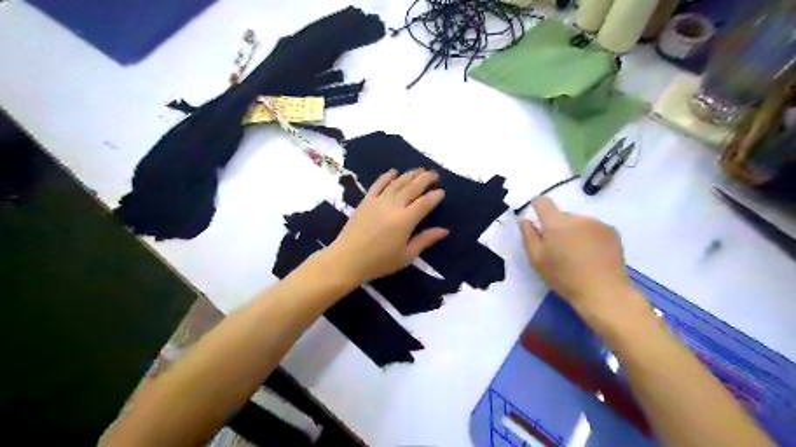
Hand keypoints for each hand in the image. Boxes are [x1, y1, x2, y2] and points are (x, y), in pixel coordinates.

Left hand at [324, 170, 445, 284]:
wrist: (347, 259)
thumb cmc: (379, 262)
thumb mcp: (406, 256)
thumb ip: (425, 240)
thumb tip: (444, 230)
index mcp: (405, 220)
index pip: (424, 203)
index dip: (435, 196)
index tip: (442, 191)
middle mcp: (393, 206)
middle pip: (412, 187)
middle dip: (425, 179)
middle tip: (434, 174)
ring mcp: (378, 201)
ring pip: (397, 183)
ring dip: (410, 175)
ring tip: (420, 170)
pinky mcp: (366, 201)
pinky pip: (378, 184)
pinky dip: (387, 176)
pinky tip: (393, 171)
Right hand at [523, 198, 637, 318]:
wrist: (603, 292)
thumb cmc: (564, 277)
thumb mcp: (537, 259)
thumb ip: (528, 236)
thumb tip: (525, 220)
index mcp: (556, 223)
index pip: (543, 202)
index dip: (537, 207)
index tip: (537, 219)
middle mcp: (577, 217)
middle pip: (561, 215)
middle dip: (557, 227)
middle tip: (558, 249)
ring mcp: (597, 223)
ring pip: (578, 222)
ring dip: (574, 232)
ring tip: (577, 255)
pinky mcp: (612, 232)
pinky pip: (593, 228)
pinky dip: (589, 237)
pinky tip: (591, 255)